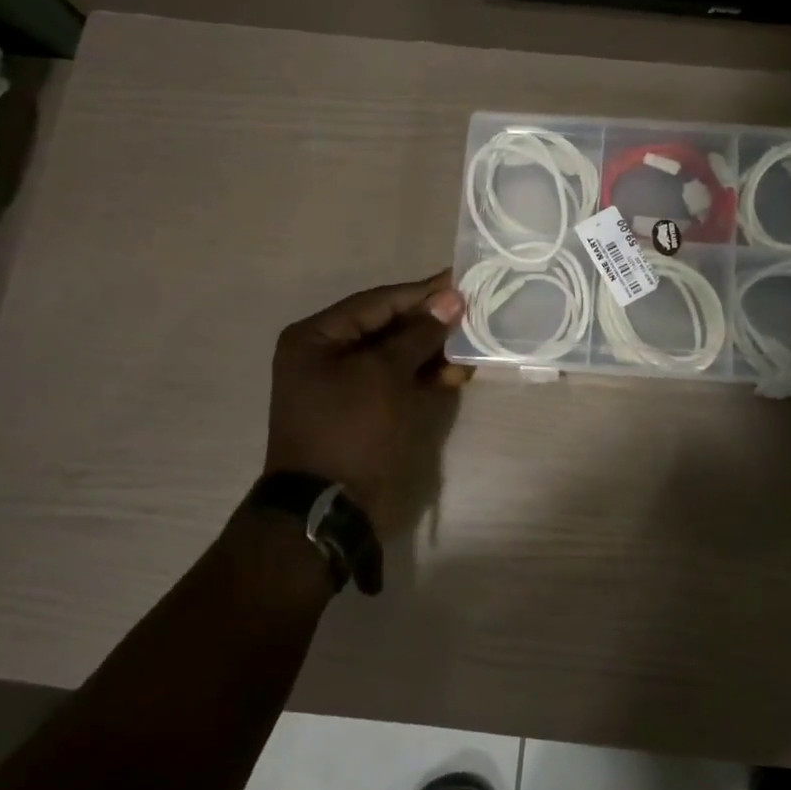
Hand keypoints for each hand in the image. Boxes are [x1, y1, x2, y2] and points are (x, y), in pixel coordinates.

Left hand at [262, 271, 469, 536]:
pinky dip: (425, 377)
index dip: (421, 293)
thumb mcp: (385, 374)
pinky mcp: (365, 410)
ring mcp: (345, 385)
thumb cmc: (351, 429)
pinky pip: (397, 382)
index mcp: (316, 337)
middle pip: (387, 327)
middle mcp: (326, 355)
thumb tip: (451, 298)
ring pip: (397, 356)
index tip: (460, 281)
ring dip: (433, 352)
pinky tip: (457, 374)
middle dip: (430, 324)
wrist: (330, 508)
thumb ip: (419, 333)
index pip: (377, 302)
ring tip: (472, 346)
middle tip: (474, 313)